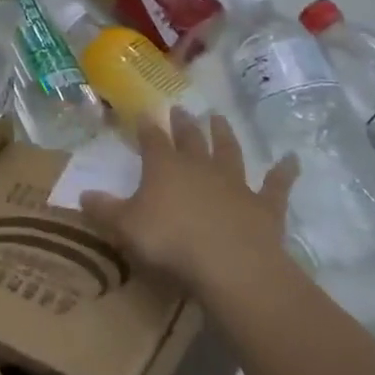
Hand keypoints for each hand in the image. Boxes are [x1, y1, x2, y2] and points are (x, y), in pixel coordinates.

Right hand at [79, 106, 298, 291]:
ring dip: (225, 135)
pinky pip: (276, 185)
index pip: (152, 139)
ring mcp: (235, 183)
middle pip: (191, 139)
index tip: (143, 112)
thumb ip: (104, 210)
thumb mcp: (125, 227)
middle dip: (184, 124)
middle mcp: (200, 166)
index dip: (147, 126)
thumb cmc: (170, 242)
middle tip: (181, 110)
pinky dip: (285, 172)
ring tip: (220, 118)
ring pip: (229, 152)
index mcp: (164, 167)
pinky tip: (293, 159)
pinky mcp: (265, 205)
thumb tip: (81, 194)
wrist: (230, 264)